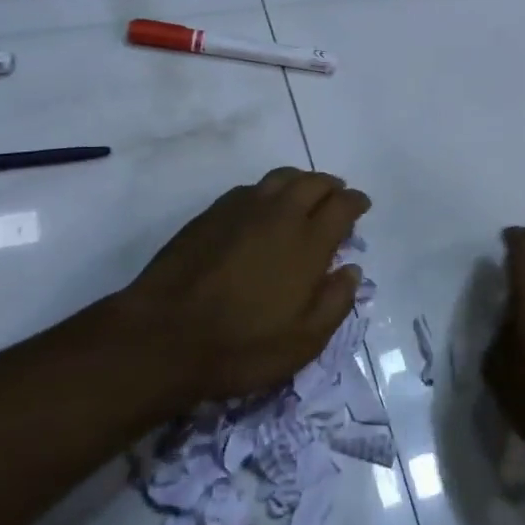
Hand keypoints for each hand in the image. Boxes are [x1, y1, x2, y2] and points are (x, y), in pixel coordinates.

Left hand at [101, 167, 369, 409]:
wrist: (162, 337)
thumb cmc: (241, 346)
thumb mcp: (303, 343)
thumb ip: (335, 303)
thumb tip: (351, 270)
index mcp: (308, 242)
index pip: (342, 205)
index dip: (356, 201)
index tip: (361, 206)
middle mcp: (279, 215)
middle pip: (313, 182)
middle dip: (331, 186)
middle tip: (336, 198)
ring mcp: (241, 209)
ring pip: (280, 178)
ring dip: (300, 182)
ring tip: (303, 197)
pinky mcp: (211, 214)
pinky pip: (250, 189)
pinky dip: (267, 192)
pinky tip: (262, 210)